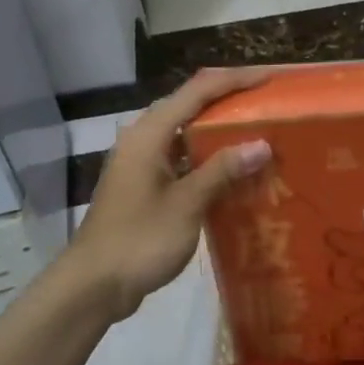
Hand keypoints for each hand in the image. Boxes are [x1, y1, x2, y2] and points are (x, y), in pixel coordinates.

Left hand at [66, 67, 273, 318]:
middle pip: (189, 105)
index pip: (197, 91)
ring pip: (184, 133)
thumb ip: (223, 170)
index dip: (234, 80)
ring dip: (218, 130)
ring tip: (257, 132)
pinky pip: (180, 158)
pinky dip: (207, 157)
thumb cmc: (139, 240)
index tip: (270, 78)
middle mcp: (142, 139)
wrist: (93, 286)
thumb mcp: (187, 204)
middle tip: (268, 104)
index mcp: (149, 134)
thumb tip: (261, 144)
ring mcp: (140, 163)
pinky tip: (232, 171)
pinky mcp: (143, 186)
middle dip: (228, 100)